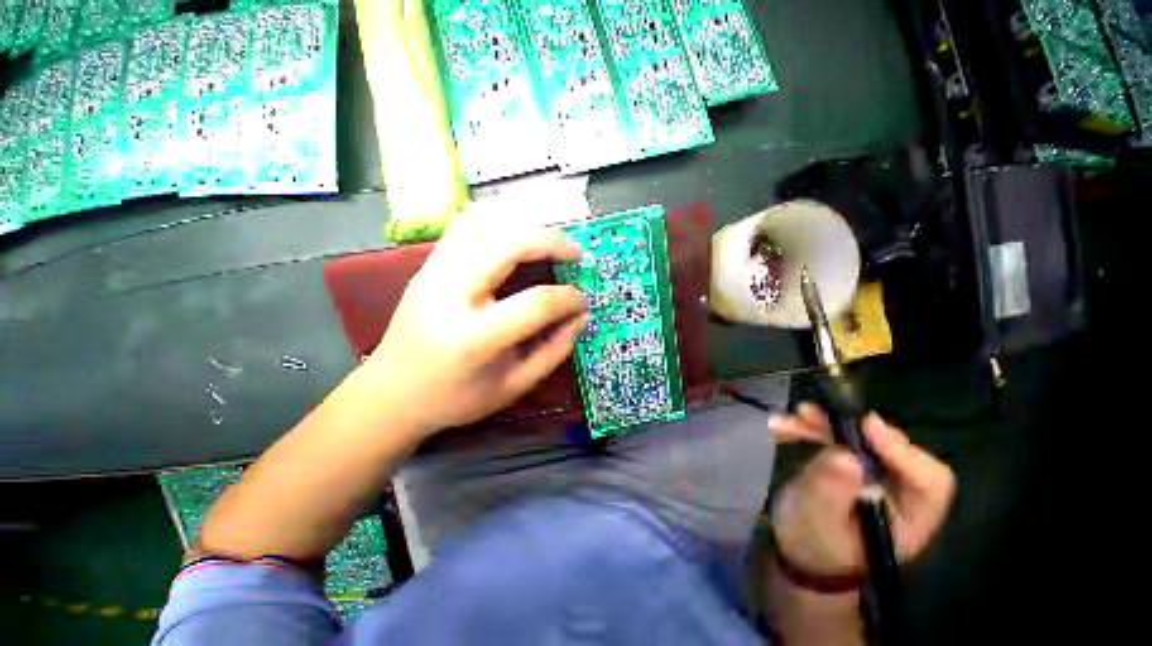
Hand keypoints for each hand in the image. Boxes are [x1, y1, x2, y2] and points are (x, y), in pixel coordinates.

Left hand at [363, 213, 587, 435]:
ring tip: (548, 241)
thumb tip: (580, 317)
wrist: (391, 393)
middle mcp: (450, 294)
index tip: (582, 303)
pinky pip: (465, 226)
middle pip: (508, 245)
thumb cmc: (455, 398)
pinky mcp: (427, 265)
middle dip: (551, 242)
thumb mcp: (513, 386)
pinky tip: (516, 236)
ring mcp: (433, 272)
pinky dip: (498, 222)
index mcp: (474, 337)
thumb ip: (553, 351)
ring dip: (524, 226)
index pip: (535, 302)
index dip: (568, 299)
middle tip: (575, 254)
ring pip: (483, 223)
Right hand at [769, 405, 955, 576]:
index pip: (929, 481)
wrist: (797, 550)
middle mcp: (899, 492)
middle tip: (812, 414)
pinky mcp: (849, 465)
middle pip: (888, 448)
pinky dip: (809, 429)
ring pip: (858, 438)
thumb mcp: (820, 522)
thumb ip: (832, 490)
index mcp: (910, 517)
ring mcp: (872, 475)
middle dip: (849, 427)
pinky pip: (833, 438)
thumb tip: (845, 456)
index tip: (866, 428)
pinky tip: (783, 426)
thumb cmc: (813, 546)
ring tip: (793, 416)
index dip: (902, 451)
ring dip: (823, 423)